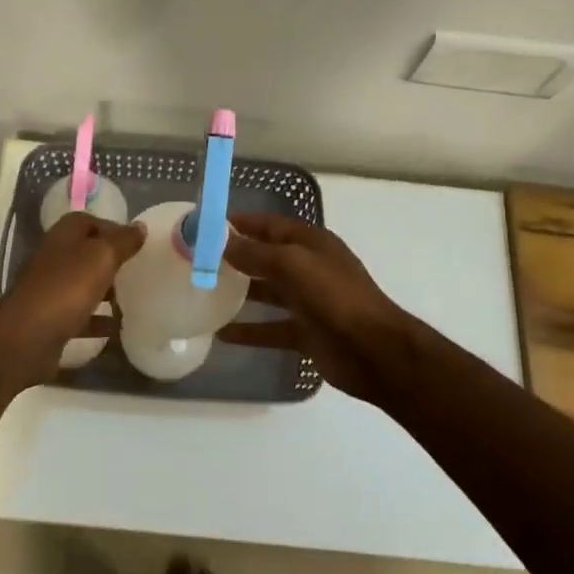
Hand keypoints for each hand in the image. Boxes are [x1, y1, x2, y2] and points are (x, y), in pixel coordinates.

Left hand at [0, 212, 144, 382]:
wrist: (27, 337)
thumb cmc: (67, 287)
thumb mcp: (102, 257)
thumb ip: (123, 241)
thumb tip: (140, 227)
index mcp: (63, 236)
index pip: (89, 221)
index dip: (113, 229)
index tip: (137, 244)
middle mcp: (53, 258)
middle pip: (86, 253)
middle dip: (111, 262)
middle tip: (137, 272)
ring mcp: (49, 290)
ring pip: (82, 285)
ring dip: (105, 292)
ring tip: (132, 300)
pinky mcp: (50, 320)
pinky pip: (79, 316)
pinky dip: (97, 321)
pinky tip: (117, 330)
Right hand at [217, 213, 415, 404]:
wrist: (374, 350)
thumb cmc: (334, 296)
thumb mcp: (293, 264)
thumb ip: (256, 253)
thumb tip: (222, 242)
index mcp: (311, 244)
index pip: (270, 225)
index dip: (241, 224)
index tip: (208, 227)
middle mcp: (309, 268)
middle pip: (267, 258)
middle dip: (237, 257)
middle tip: (200, 260)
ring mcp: (308, 302)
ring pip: (268, 293)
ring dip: (241, 292)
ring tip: (205, 293)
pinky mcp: (306, 333)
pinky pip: (271, 328)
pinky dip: (249, 330)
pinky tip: (222, 334)